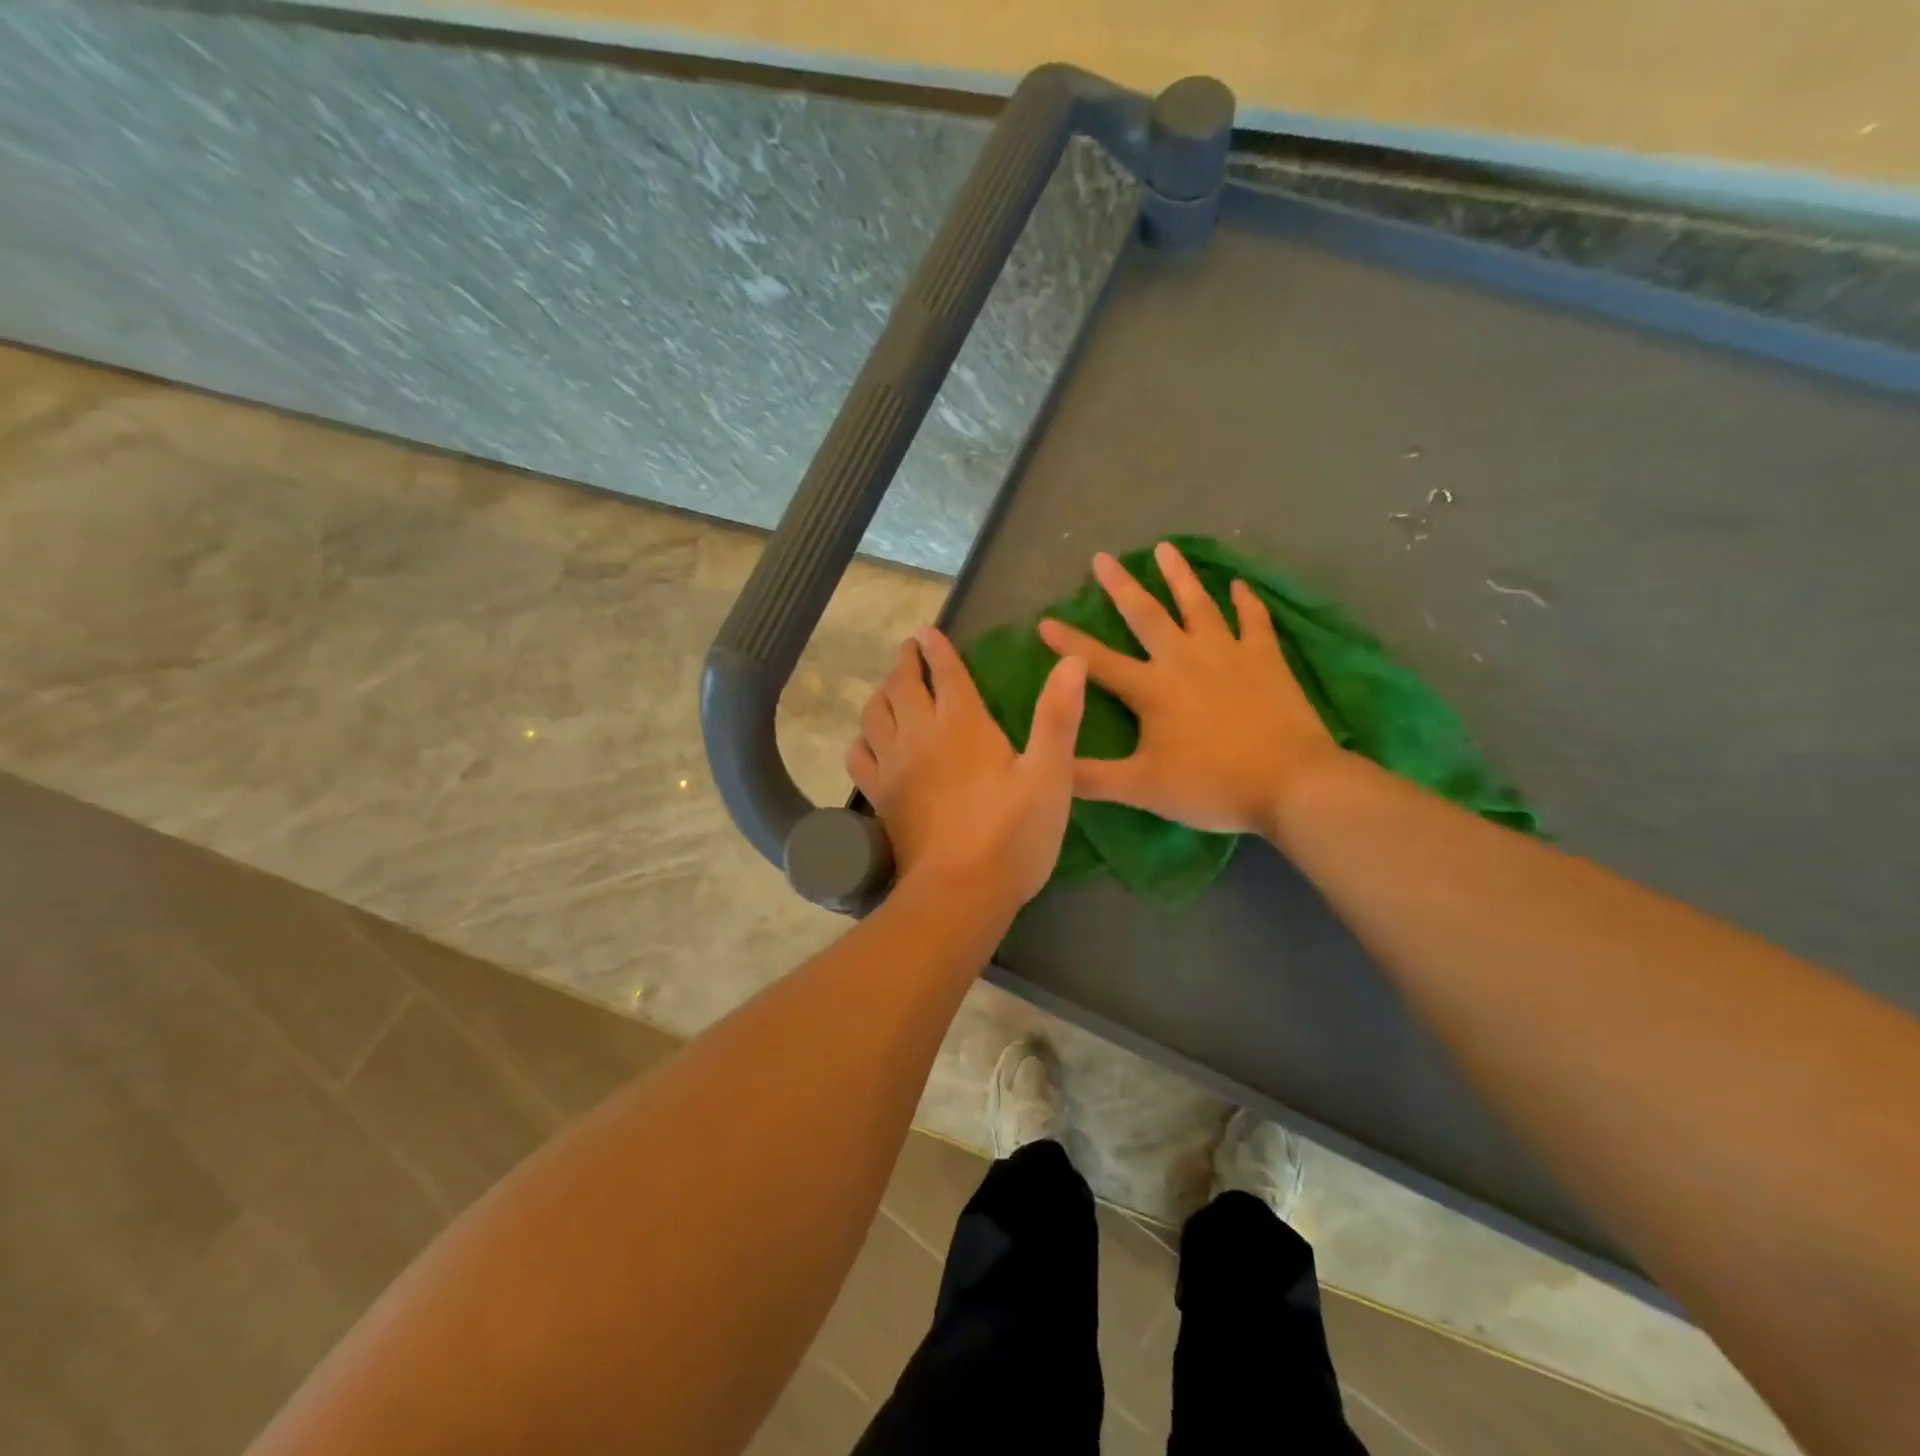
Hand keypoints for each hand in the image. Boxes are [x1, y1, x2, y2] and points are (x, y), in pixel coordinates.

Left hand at [847, 627, 1086, 917]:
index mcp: (963, 724)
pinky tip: (869, 740)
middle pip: (902, 686)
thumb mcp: (1050, 775)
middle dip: (905, 662)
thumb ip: (1058, 716)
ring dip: (881, 693)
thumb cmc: (1013, 835)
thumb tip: (1071, 660)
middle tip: (909, 650)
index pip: (946, 673)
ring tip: (889, 687)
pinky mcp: (880, 797)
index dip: (938, 649)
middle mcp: (920, 735)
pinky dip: (862, 738)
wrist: (960, 892)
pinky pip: (858, 755)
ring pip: (874, 714)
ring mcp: (894, 766)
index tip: (928, 632)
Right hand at [1036, 541, 1345, 839]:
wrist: (1292, 782)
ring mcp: (1228, 654)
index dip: (1068, 643)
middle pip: (1146, 615)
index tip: (1044, 620)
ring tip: (1166, 547)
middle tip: (1102, 556)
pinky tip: (1240, 586)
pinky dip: (1246, 601)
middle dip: (1120, 586)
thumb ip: (1090, 778)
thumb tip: (1049, 770)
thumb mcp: (1143, 788)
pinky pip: (1254, 620)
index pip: (1097, 662)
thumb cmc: (1212, 785)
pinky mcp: (1265, 660)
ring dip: (1180, 575)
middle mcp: (1184, 660)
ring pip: (1198, 604)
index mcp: (1151, 689)